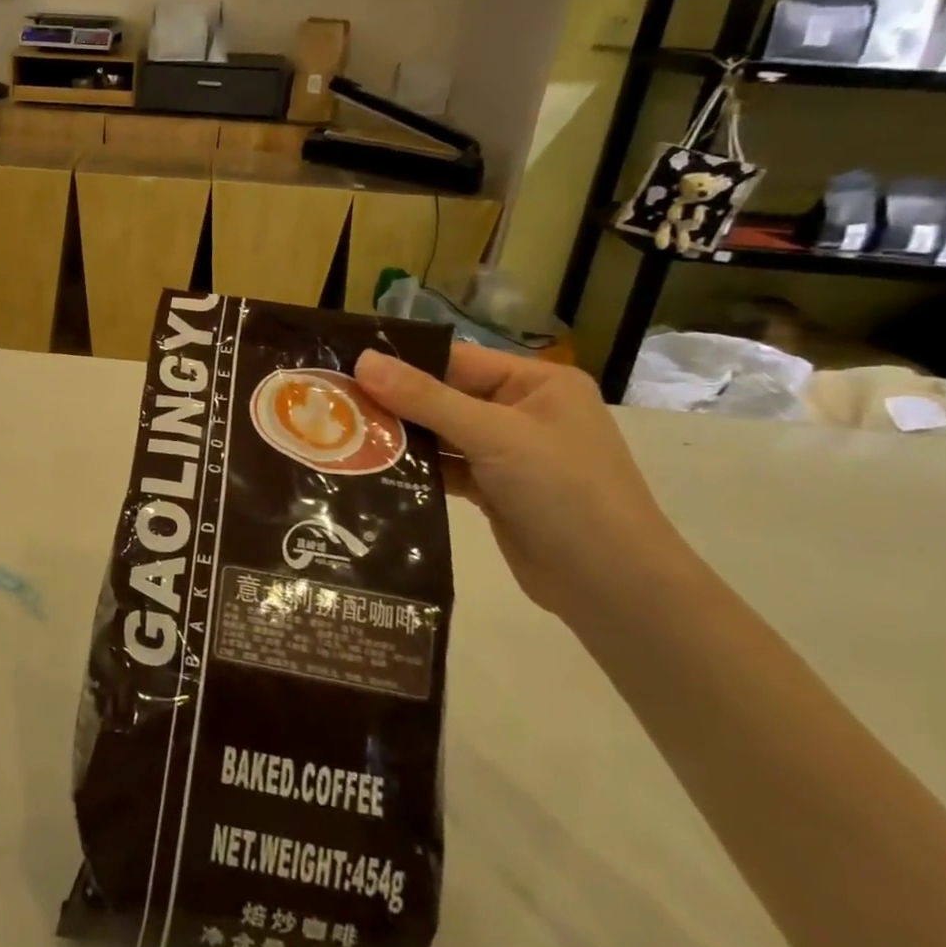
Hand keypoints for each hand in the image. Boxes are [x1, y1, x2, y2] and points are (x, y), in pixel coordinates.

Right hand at [355, 345, 691, 617]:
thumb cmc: (564, 492)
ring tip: (342, 435)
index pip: (455, 360)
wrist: (612, 587)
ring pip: (441, 435)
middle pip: (444, 397)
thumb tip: (363, 360)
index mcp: (536, 384)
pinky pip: (446, 468)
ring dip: (401, 438)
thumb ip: (426, 398)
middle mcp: (522, 411)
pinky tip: (373, 469)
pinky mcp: (495, 491)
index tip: (345, 365)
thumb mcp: (494, 435)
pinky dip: (416, 469)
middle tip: (333, 403)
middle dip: (394, 402)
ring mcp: (509, 454)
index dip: (402, 362)